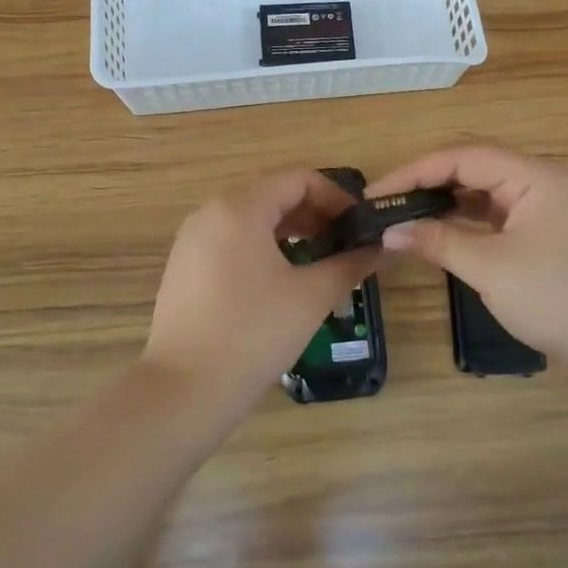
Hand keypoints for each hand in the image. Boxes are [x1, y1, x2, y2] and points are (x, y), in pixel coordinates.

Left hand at [143, 167, 379, 412]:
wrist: (184, 390)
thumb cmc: (253, 334)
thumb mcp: (311, 296)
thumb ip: (350, 263)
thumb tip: (383, 246)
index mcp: (239, 206)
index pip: (298, 178)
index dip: (335, 196)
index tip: (360, 226)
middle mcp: (210, 211)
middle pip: (272, 192)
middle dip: (313, 212)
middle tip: (345, 242)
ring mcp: (192, 238)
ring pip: (250, 216)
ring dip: (289, 229)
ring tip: (318, 258)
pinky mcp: (184, 265)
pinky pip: (230, 238)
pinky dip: (262, 245)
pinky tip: (281, 277)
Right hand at [368, 143, 567, 373]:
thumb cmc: (557, 298)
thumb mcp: (490, 268)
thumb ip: (437, 242)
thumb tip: (389, 231)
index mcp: (534, 175)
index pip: (462, 156)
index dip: (414, 171)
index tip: (376, 194)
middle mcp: (541, 179)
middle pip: (473, 164)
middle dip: (427, 180)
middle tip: (388, 202)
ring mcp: (547, 205)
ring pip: (485, 188)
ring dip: (446, 199)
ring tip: (407, 215)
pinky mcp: (547, 230)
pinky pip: (497, 211)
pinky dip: (466, 218)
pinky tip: (442, 231)